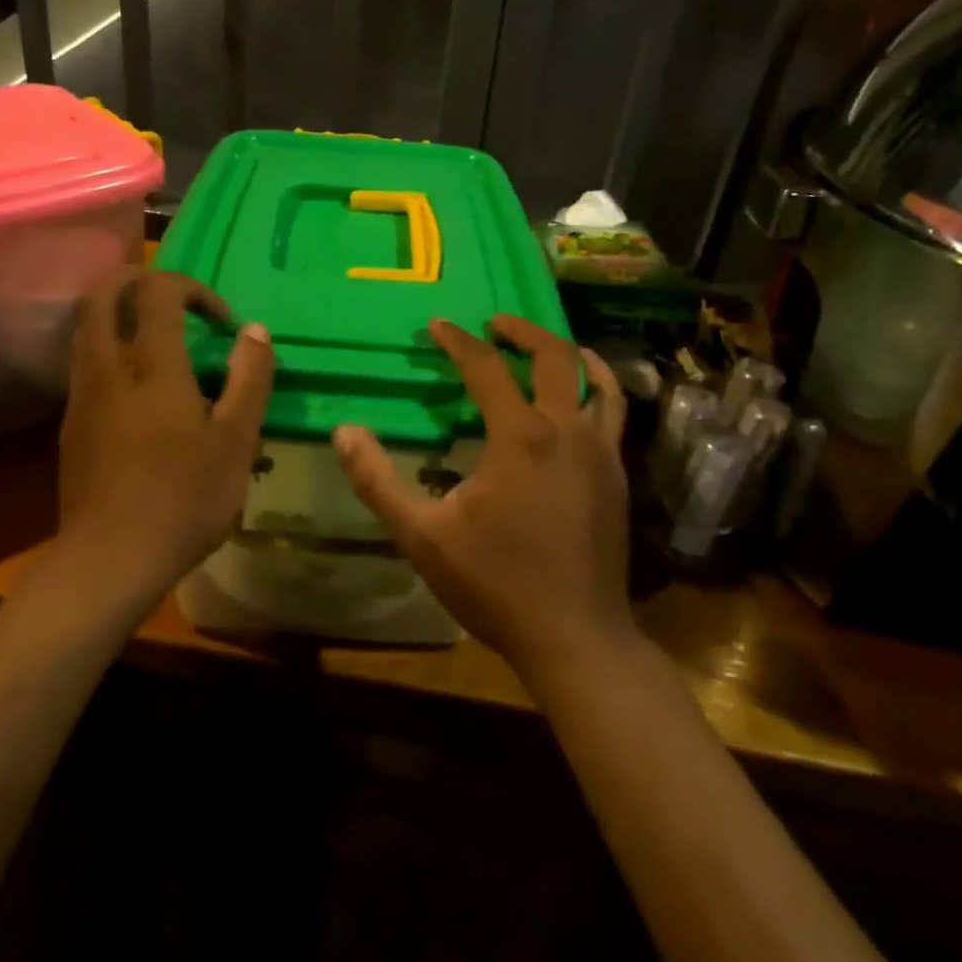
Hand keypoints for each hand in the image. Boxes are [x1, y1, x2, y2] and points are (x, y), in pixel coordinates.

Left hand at [58, 270, 273, 592]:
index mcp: (151, 365)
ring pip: (87, 328)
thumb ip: (249, 379)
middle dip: (137, 281)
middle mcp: (107, 367)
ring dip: (121, 316)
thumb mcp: (236, 441)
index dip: (192, 289)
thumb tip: (254, 330)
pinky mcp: (71, 424)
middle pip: (102, 294)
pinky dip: (112, 351)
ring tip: (161, 342)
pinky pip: (87, 364)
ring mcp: (82, 396)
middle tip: (175, 301)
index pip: (158, 291)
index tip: (222, 323)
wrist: (109, 561)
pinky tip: (141, 391)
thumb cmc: (184, 499)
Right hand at [332, 315, 630, 676]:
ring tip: (547, 344)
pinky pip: (613, 415)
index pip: (486, 367)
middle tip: (494, 323)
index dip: (458, 341)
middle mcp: (566, 431)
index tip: (437, 326)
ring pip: (596, 381)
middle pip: (553, 357)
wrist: (575, 637)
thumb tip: (344, 432)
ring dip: (569, 353)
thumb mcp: (422, 535)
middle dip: (521, 331)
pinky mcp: (617, 477)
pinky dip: (598, 390)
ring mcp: (601, 453)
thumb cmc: (495, 584)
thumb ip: (378, 480)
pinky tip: (582, 400)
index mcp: (519, 437)